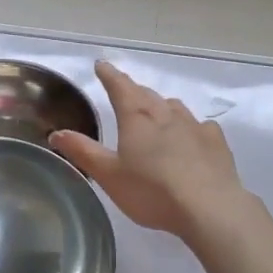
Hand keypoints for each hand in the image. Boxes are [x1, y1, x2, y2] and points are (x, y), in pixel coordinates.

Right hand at [49, 60, 245, 239]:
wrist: (209, 207)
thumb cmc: (152, 191)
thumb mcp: (109, 175)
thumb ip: (83, 152)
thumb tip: (57, 133)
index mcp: (137, 118)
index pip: (120, 87)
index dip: (109, 75)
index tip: (102, 65)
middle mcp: (165, 114)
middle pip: (147, 94)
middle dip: (134, 90)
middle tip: (125, 91)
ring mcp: (194, 125)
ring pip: (174, 107)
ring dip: (162, 106)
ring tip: (156, 113)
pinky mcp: (215, 141)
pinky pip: (200, 126)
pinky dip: (191, 127)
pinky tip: (192, 136)